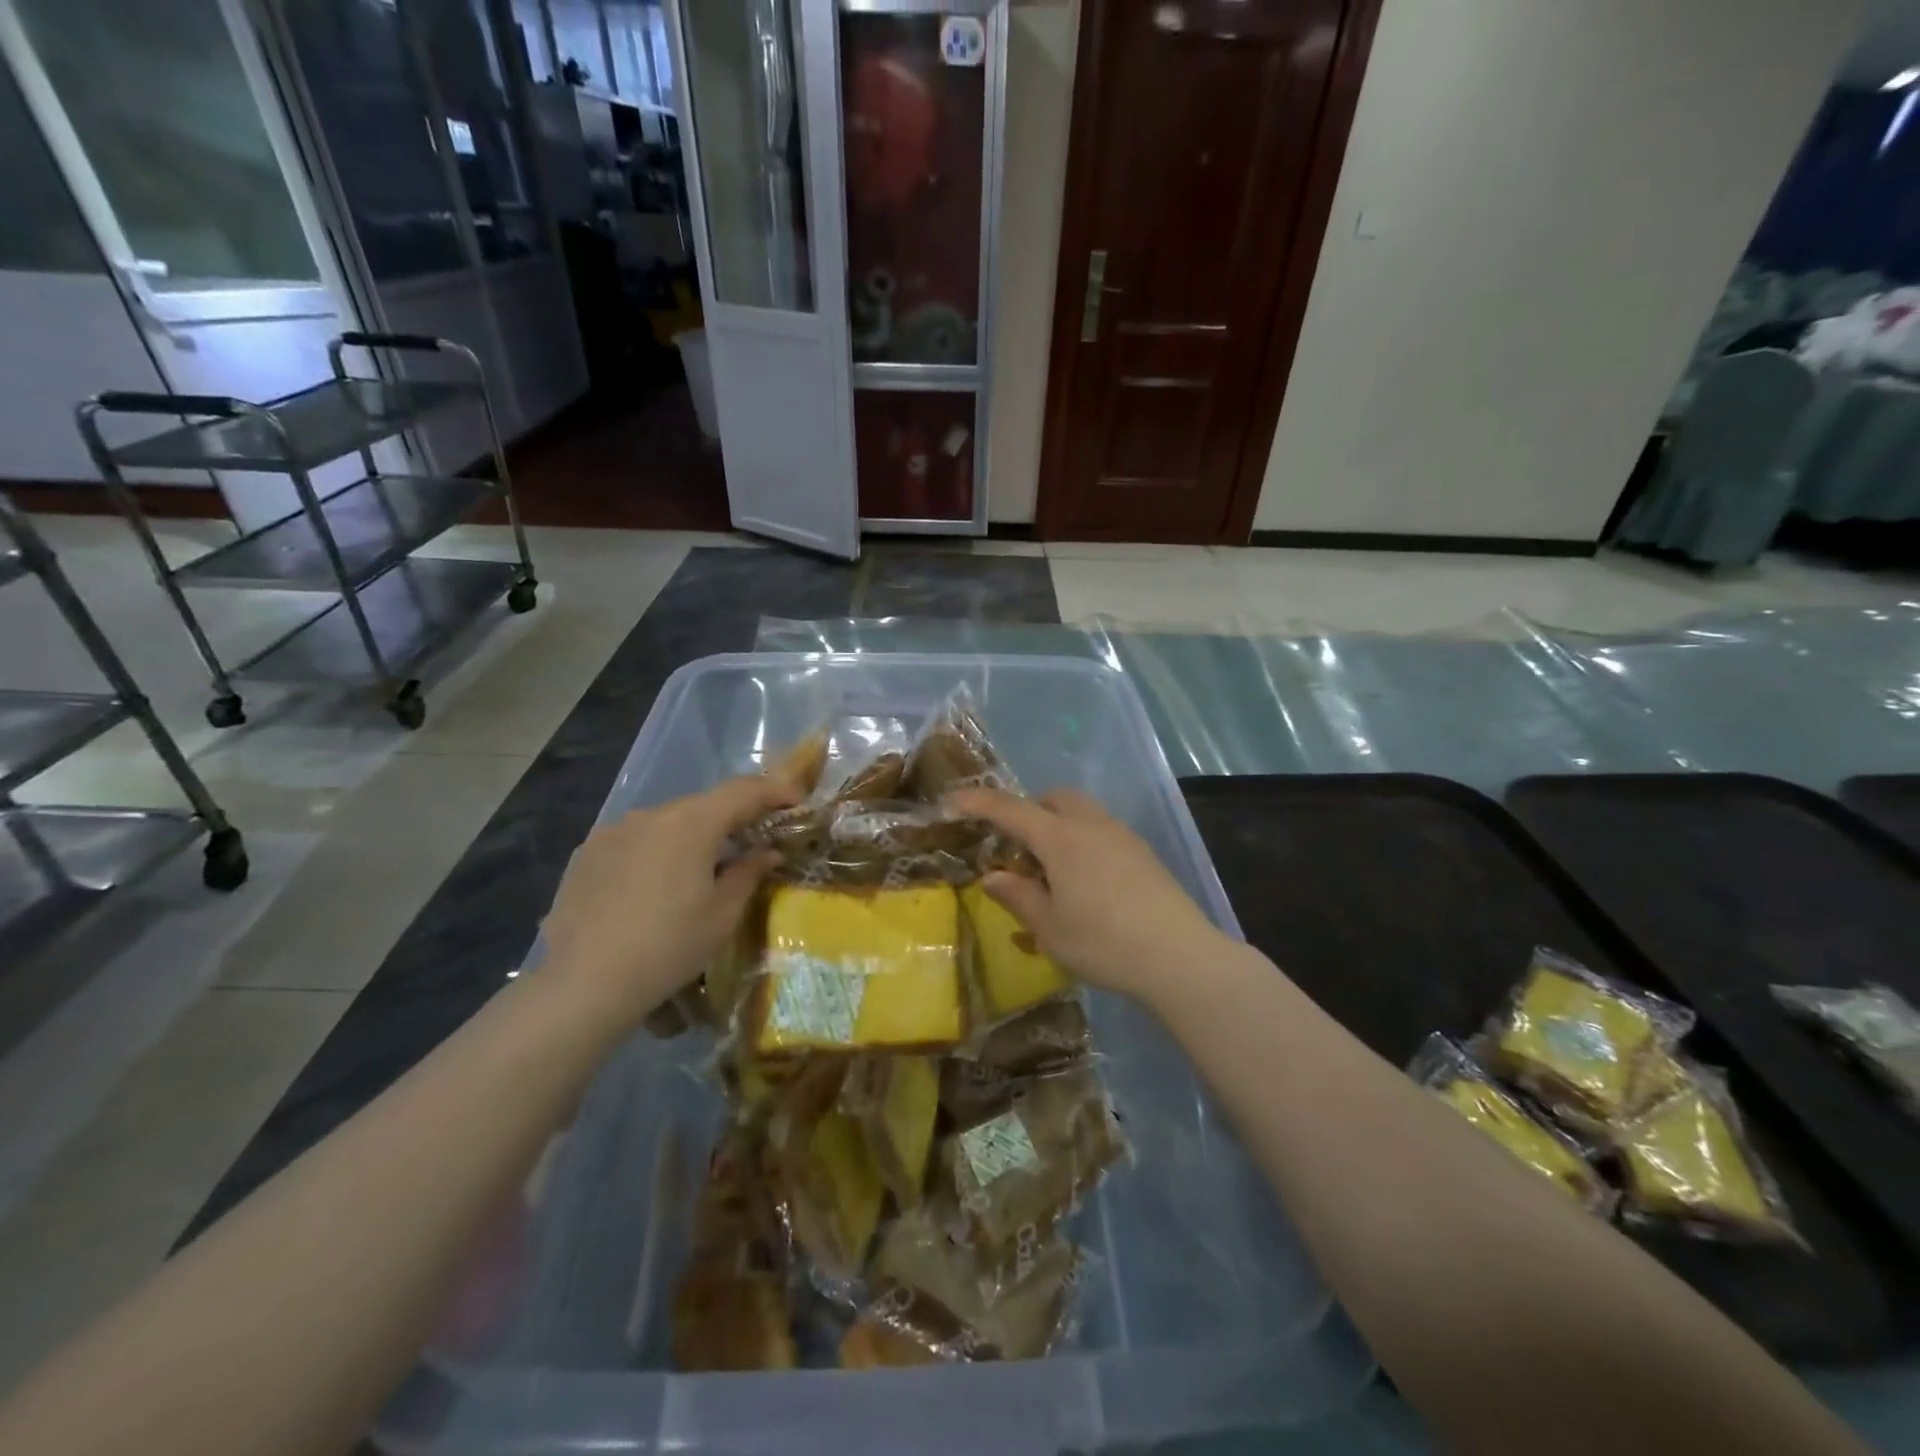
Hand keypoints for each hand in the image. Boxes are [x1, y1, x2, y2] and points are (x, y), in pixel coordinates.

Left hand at [538, 775, 797, 1029]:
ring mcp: (613, 831)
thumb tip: (767, 852)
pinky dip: (656, 851)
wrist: (583, 984)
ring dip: (692, 836)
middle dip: (733, 818)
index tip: (796, 804)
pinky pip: (634, 841)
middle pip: (704, 805)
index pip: (744, 791)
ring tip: (701, 870)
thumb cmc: (668, 947)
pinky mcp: (586, 853)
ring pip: (667, 822)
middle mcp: (650, 814)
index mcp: (690, 823)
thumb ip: (749, 872)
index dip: (775, 792)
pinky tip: (654, 887)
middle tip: (754, 842)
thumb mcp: (722, 914)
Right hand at [947, 787, 1233, 1003]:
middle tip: (1017, 848)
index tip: (952, 801)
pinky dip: (1083, 841)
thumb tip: (992, 876)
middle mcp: (1091, 826)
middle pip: (1053, 798)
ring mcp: (1122, 836)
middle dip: (1029, 810)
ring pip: (1082, 812)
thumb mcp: (1049, 928)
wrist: (1179, 956)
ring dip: (1059, 825)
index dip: (978, 802)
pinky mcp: (1143, 853)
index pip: (1010, 810)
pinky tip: (1087, 882)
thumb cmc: (1103, 942)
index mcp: (1060, 839)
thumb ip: (1018, 896)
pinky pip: (1102, 831)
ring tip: (1052, 870)